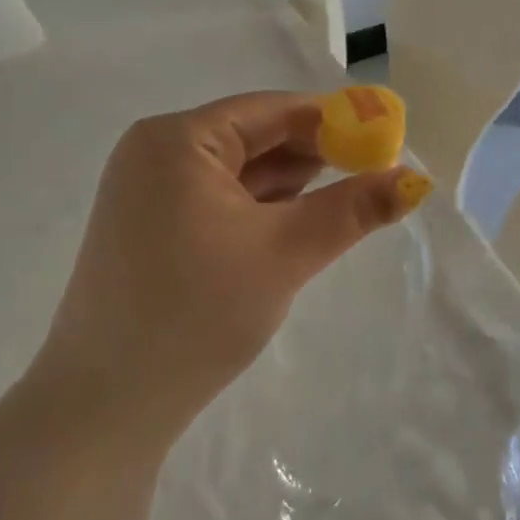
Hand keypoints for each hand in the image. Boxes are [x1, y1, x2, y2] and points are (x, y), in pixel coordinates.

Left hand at [31, 92, 430, 446]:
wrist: (102, 409)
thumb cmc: (194, 315)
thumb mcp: (284, 254)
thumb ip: (352, 210)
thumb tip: (416, 180)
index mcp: (177, 139)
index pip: (272, 111)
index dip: (333, 123)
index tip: (384, 142)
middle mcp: (155, 151)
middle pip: (254, 136)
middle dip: (313, 156)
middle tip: (373, 176)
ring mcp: (147, 190)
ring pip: (237, 171)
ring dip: (289, 185)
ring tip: (344, 202)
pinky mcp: (148, 226)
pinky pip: (217, 199)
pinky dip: (258, 208)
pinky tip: (294, 225)